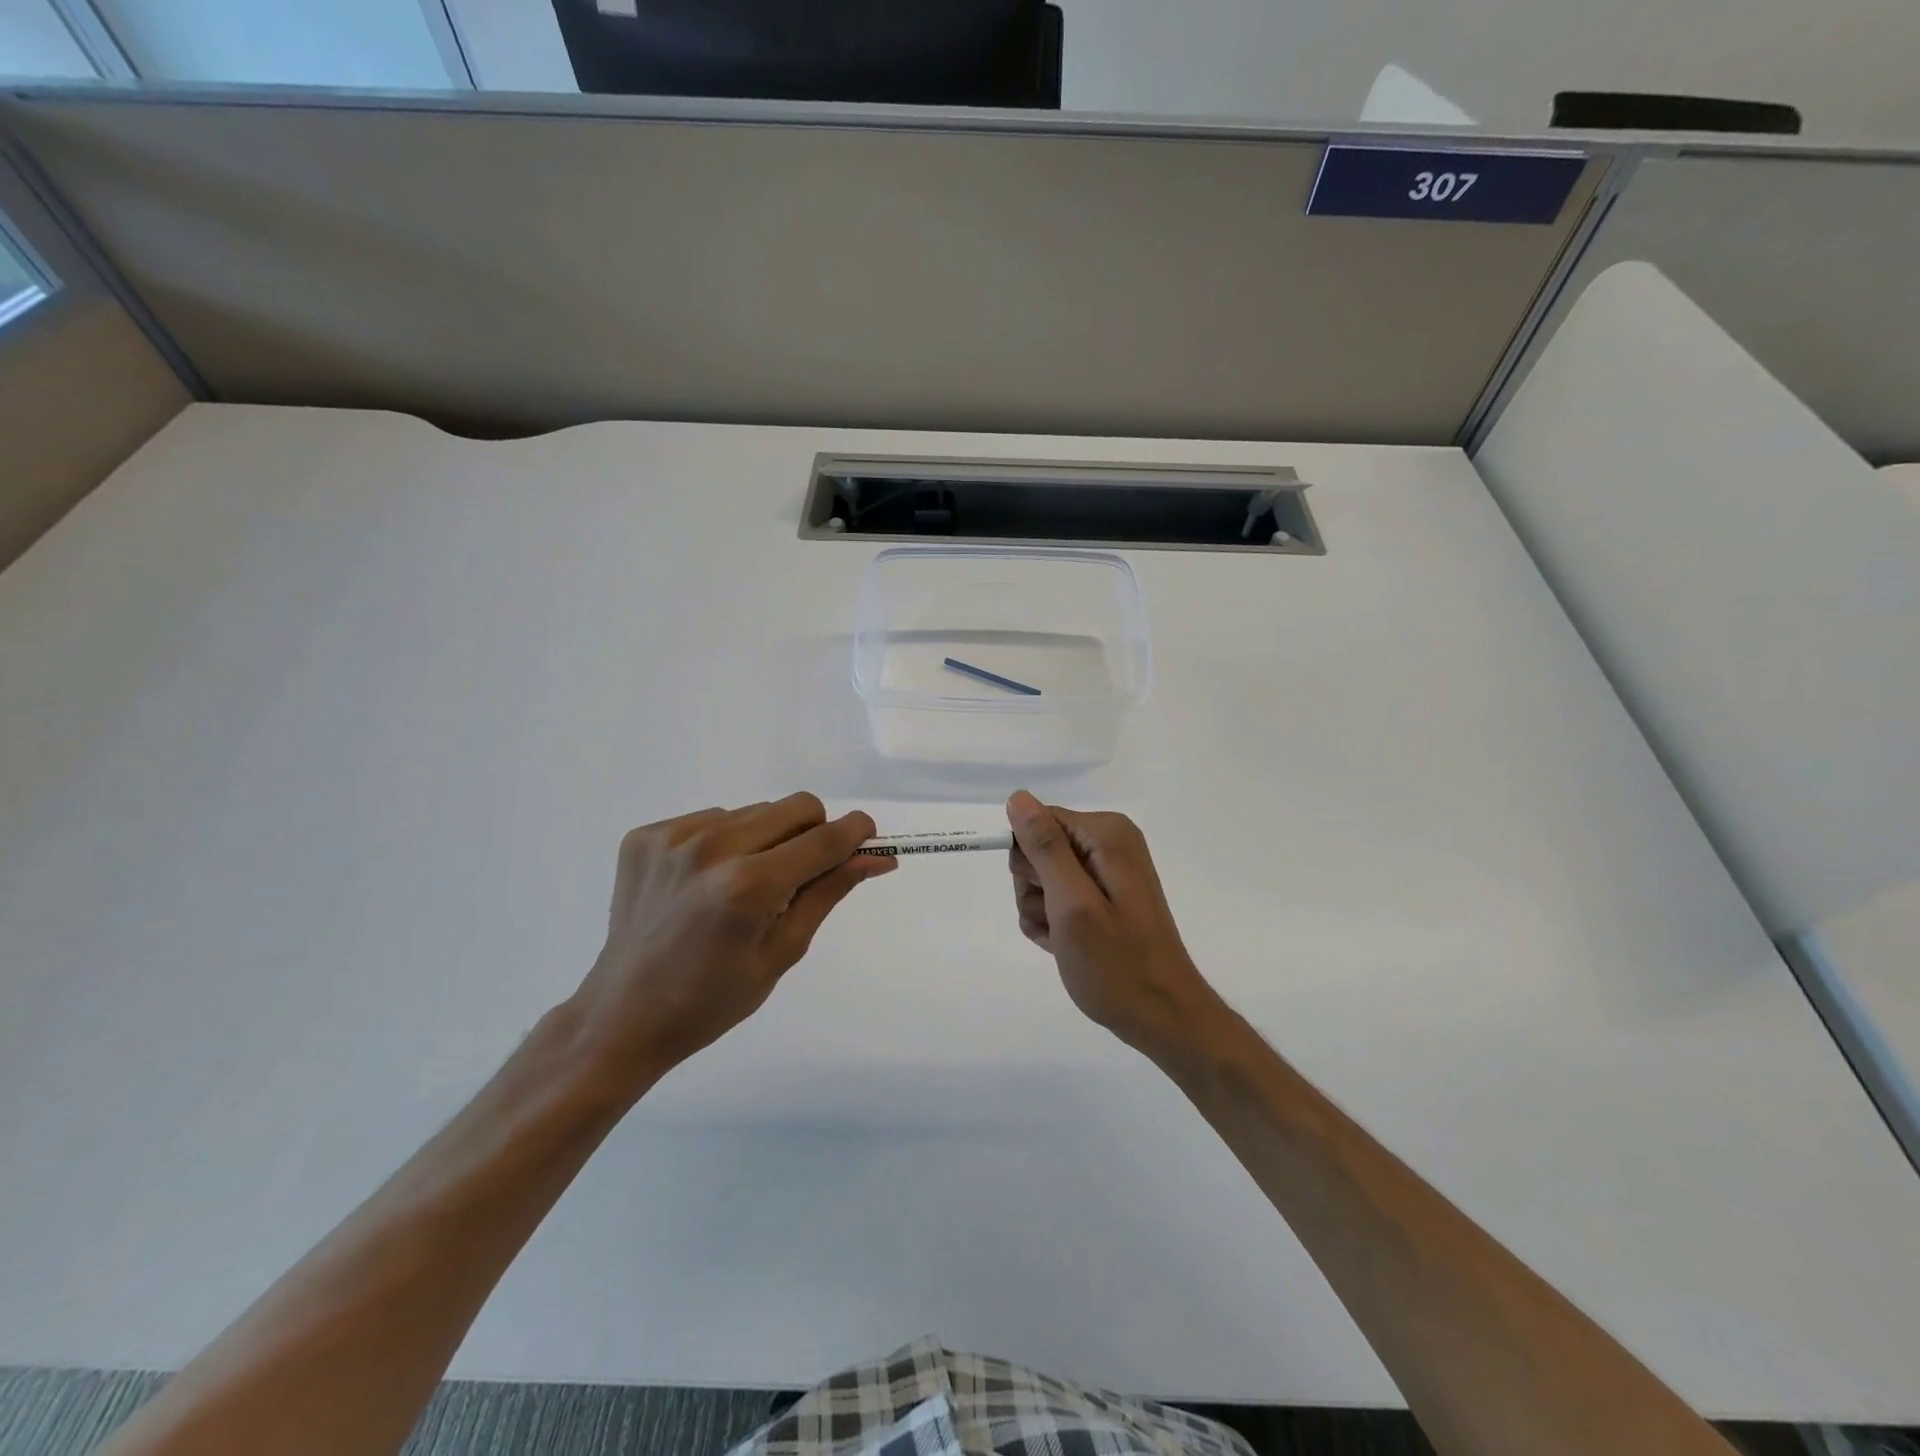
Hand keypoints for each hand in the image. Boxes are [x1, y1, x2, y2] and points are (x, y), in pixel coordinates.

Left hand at [569, 794, 893, 1092]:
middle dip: (813, 834)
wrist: (623, 1015)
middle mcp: (711, 848)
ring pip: (754, 812)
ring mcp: (672, 837)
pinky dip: (724, 842)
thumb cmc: (713, 999)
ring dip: (766, 839)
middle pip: (795, 807)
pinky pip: (712, 818)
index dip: (856, 832)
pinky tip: (706, 883)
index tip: (868, 838)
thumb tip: (877, 857)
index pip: (824, 838)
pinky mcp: (645, 835)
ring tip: (742, 886)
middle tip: (800, 875)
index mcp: (748, 887)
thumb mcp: (783, 951)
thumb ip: (829, 892)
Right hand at [1006, 790, 1222, 1066]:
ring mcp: (1107, 871)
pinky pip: (1057, 898)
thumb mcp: (1072, 904)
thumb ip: (1045, 848)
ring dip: (1042, 912)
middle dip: (1035, 889)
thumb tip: (1018, 798)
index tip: (1046, 896)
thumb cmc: (1116, 964)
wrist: (1162, 1017)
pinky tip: (1069, 946)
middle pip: (1038, 848)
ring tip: (1066, 940)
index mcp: (1106, 833)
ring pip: (1041, 878)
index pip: (1037, 822)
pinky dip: (1054, 924)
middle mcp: (1109, 843)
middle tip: (1059, 922)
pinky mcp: (1103, 896)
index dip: (1030, 863)